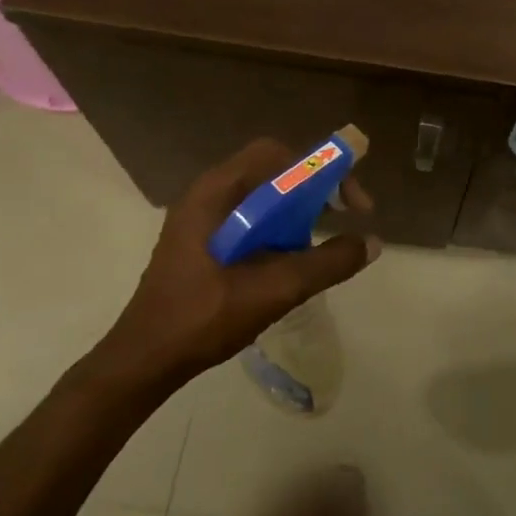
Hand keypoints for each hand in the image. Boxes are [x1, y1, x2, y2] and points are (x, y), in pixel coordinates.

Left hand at [90, 139, 379, 392]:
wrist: (144, 361)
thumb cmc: (203, 318)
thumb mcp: (274, 290)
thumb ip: (326, 263)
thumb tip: (372, 242)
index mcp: (215, 193)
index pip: (278, 155)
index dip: (322, 169)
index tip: (351, 203)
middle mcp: (207, 194)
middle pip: (272, 170)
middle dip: (314, 187)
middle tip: (344, 215)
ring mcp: (202, 218)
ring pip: (262, 194)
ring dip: (298, 207)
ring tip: (322, 237)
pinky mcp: (202, 240)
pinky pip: (250, 216)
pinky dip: (279, 225)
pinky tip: (291, 257)